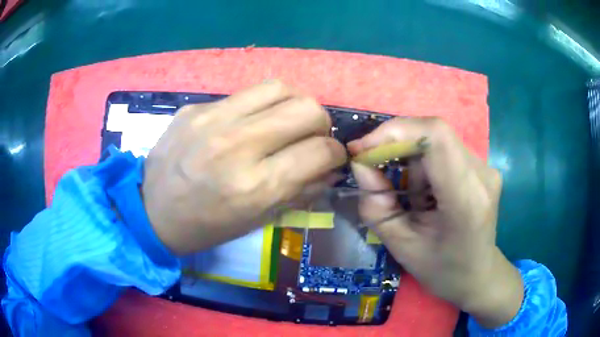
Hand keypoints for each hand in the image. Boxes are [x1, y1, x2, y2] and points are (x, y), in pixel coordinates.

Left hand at [143, 81, 346, 254]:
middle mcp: (237, 145)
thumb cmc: (206, 226)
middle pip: (307, 109)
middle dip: (321, 124)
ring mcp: (212, 119)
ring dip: (294, 104)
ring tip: (285, 122)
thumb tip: (330, 169)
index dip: (336, 153)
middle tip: (311, 137)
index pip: (320, 151)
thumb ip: (300, 191)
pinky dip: (259, 107)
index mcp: (255, 186)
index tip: (332, 157)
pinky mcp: (195, 107)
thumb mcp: (257, 220)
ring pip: (279, 88)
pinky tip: (248, 123)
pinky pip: (244, 95)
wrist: (150, 211)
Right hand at [348, 117, 522, 327]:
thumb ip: (376, 206)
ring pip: (436, 141)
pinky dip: (424, 164)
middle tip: (373, 167)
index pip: (435, 136)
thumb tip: (360, 165)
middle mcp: (481, 174)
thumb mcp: (401, 246)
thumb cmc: (442, 270)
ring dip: (411, 160)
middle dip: (396, 145)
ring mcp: (485, 168)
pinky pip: (444, 150)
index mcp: (466, 198)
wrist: (478, 275)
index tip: (363, 148)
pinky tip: (426, 194)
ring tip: (412, 198)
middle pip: (433, 133)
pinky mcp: (482, 167)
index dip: (395, 132)